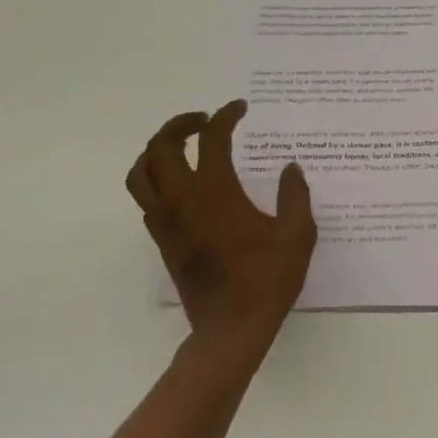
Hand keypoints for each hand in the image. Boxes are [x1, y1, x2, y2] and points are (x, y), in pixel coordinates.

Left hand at [126, 100, 316, 368]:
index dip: (225, 116)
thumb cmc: (267, 281)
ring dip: (157, 150)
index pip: (212, 139)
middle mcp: (182, 200)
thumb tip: (290, 168)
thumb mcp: (297, 235)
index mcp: (216, 192)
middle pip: (161, 146)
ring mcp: (166, 221)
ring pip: (141, 172)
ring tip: (182, 147)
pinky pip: (145, 198)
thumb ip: (295, 195)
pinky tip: (182, 185)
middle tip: (206, 121)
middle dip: (181, 124)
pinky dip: (156, 179)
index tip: (240, 108)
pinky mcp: (161, 240)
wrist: (230, 329)